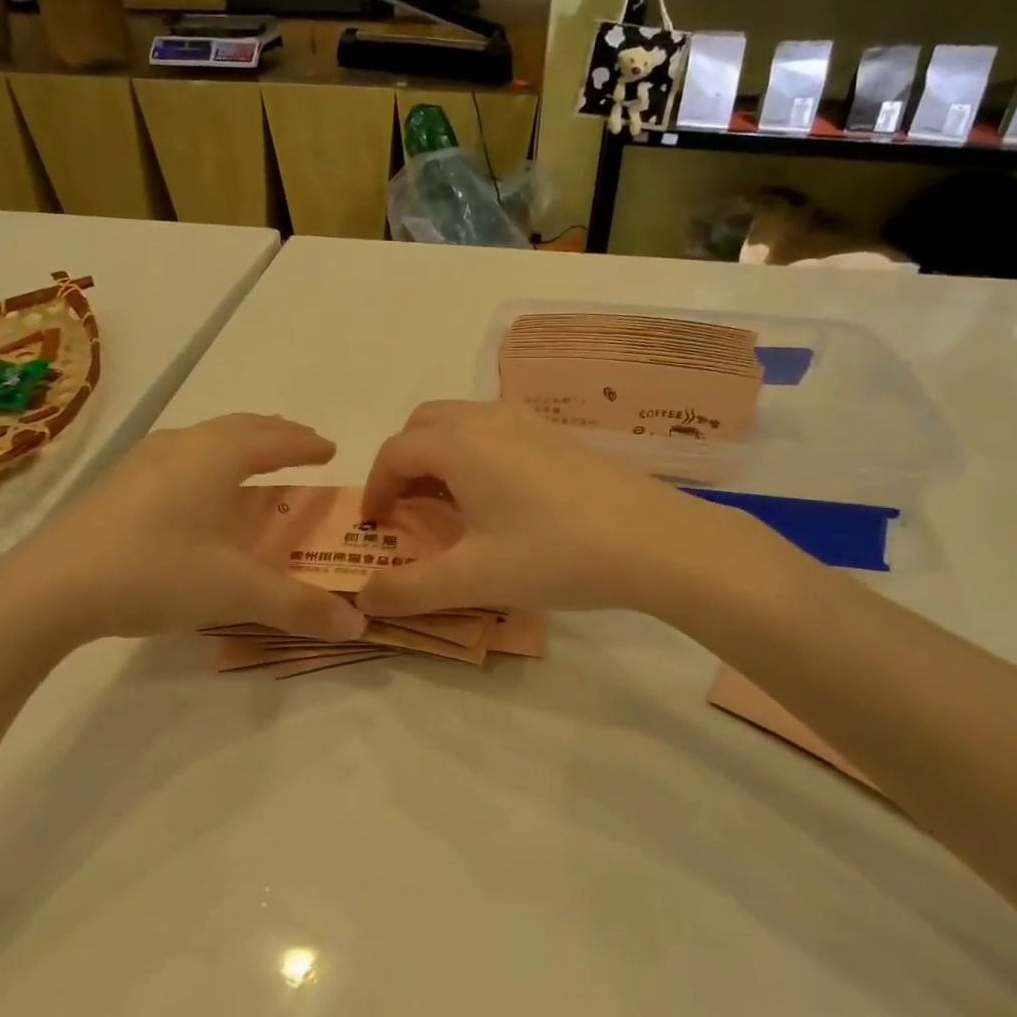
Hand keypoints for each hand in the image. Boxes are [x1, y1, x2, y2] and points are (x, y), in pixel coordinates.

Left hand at [0, 415, 367, 653]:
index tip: (330, 448)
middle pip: (240, 427)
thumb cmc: (154, 573)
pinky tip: (196, 487)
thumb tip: (358, 623)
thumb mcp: (234, 592)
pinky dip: (208, 458)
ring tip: (254, 460)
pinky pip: (179, 454)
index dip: (306, 444)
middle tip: (301, 445)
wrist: (48, 588)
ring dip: (239, 442)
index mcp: (216, 457)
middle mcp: (182, 445)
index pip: (274, 440)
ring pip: (205, 437)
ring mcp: (143, 460)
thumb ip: (298, 606)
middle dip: (276, 434)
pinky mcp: (117, 482)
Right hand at [356, 400, 750, 617]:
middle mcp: (487, 418)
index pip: (393, 452)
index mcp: (458, 444)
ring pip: (460, 422)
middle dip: (402, 463)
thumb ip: (408, 589)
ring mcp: (526, 421)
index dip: (374, 487)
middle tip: (406, 509)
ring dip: (439, 456)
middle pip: (422, 425)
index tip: (375, 525)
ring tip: (448, 506)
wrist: (655, 540)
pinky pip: (494, 430)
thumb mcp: (473, 579)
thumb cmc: (555, 555)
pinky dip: (473, 453)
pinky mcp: (556, 434)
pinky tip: (498, 499)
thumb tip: (362, 597)